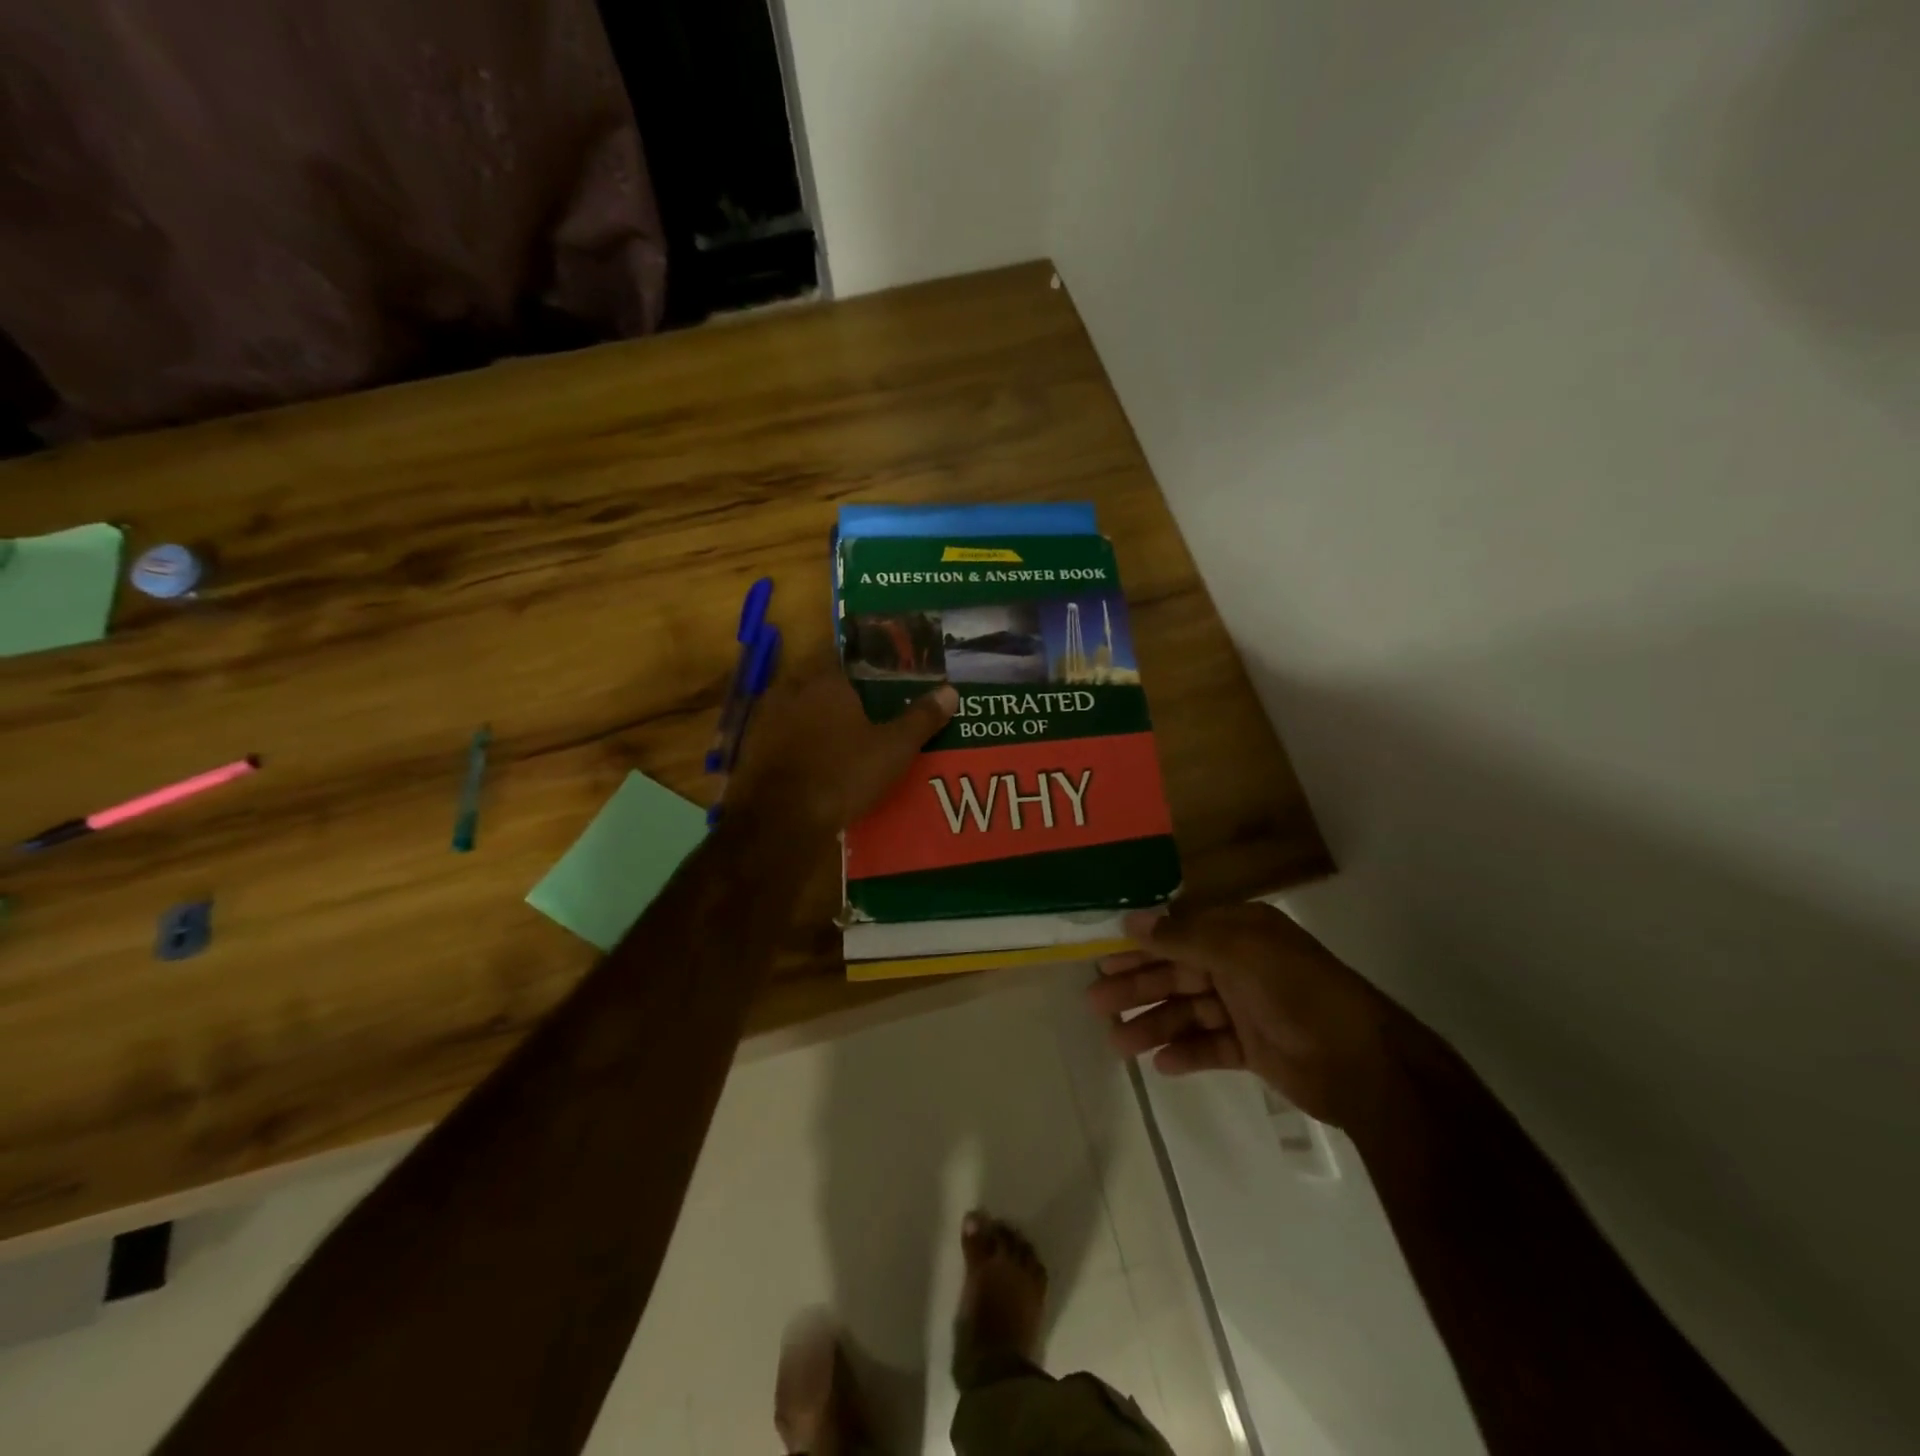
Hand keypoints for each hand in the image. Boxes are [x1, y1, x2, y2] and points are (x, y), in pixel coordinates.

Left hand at [729, 653, 956, 833]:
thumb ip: (921, 718)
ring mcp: (766, 720)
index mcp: (826, 681)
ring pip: (800, 712)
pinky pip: (784, 739)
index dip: (868, 671)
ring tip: (845, 743)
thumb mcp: (893, 749)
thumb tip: (950, 690)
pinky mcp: (753, 750)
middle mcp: (791, 690)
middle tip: (870, 716)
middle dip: (843, 699)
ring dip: (819, 723)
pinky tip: (817, 766)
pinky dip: (799, 747)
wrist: (780, 821)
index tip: (885, 685)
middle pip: (823, 686)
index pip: (848, 660)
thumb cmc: (843, 774)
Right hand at [1090, 902, 1407, 1127]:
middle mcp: (1240, 963)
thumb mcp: (1240, 953)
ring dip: (1153, 1024)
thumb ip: (1184, 936)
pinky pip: (1210, 1045)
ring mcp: (1247, 1007)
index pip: (1177, 930)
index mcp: (1240, 931)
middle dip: (1137, 985)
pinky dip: (1186, 1052)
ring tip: (1118, 1043)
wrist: (1366, 1066)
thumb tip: (1131, 920)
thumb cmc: (1299, 994)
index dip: (1139, 942)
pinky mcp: (1254, 1047)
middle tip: (1094, 1001)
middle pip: (1176, 971)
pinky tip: (1160, 1064)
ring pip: (1187, 1011)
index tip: (1100, 955)